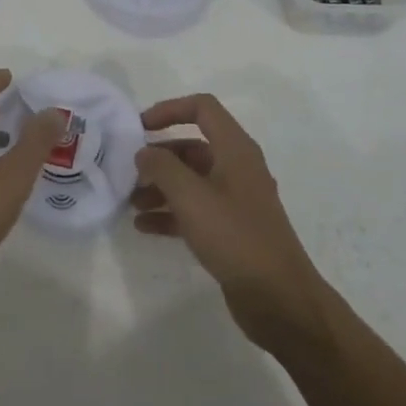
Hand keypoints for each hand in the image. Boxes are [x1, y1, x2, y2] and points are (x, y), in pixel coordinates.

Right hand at [132, 93, 329, 351]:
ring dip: (160, 186)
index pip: (202, 108)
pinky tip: (144, 227)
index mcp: (235, 149)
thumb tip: (144, 152)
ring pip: (191, 180)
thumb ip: (162, 168)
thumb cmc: (235, 236)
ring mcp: (235, 200)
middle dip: (159, 156)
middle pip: (192, 147)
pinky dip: (170, 213)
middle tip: (127, 171)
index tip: (138, 127)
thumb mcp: (191, 196)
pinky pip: (194, 210)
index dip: (169, 109)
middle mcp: (237, 168)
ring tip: (131, 202)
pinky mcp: (231, 229)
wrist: (278, 297)